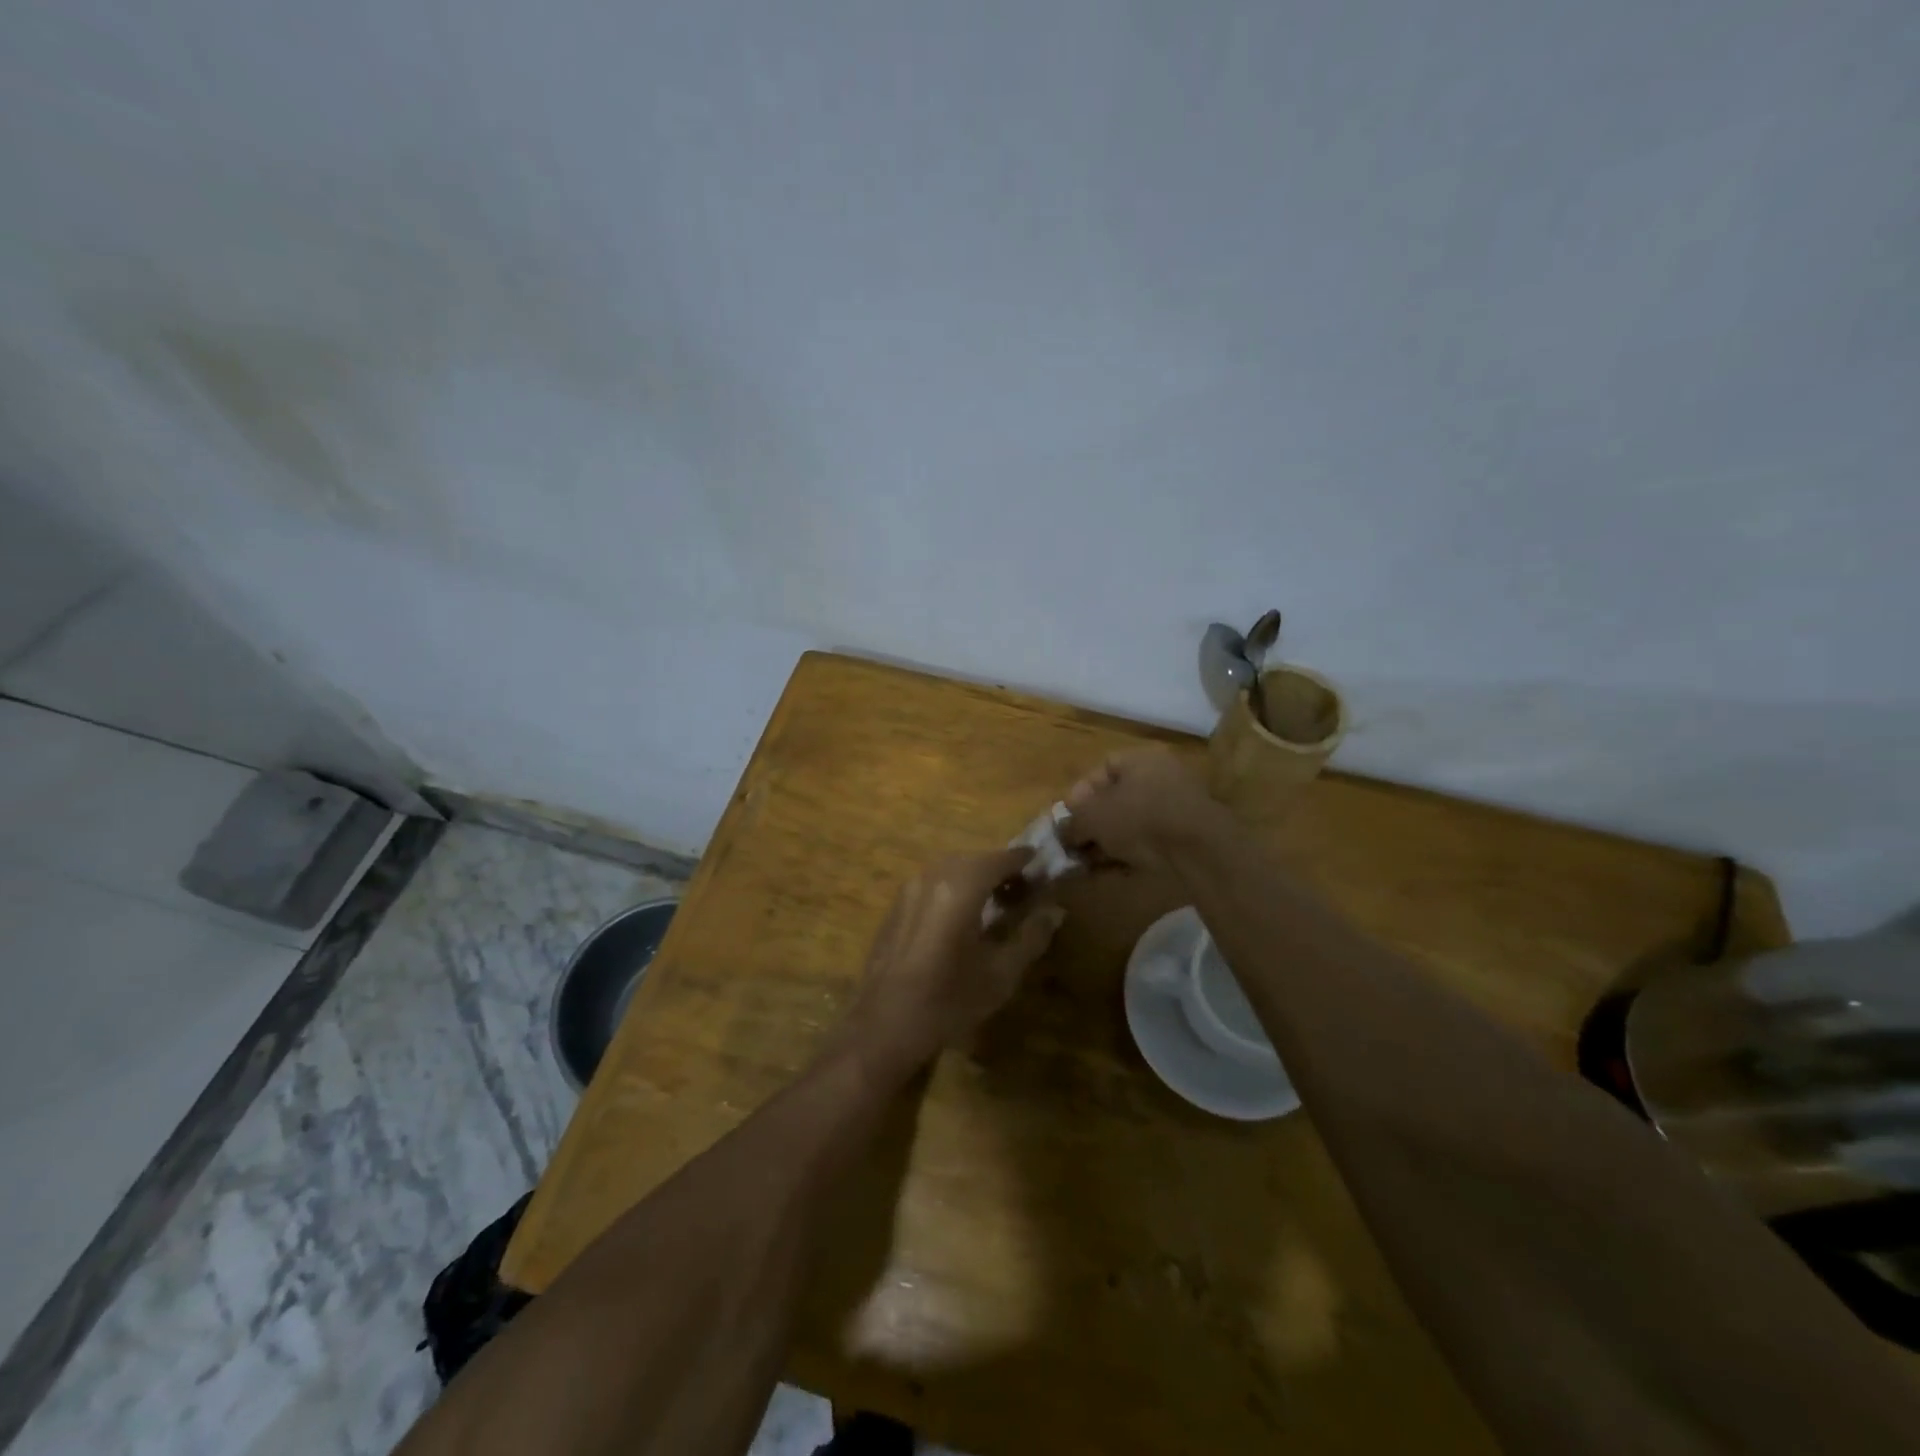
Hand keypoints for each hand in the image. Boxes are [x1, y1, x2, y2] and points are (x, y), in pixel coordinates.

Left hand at [847, 849, 1064, 1071]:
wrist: (884, 1025)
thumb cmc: (949, 1000)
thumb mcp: (1001, 973)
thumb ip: (1031, 936)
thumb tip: (1054, 911)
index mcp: (961, 886)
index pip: (1000, 858)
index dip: (1024, 860)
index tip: (1042, 865)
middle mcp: (933, 876)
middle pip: (974, 860)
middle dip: (1000, 869)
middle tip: (1022, 889)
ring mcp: (909, 889)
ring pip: (950, 870)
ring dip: (975, 878)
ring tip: (995, 903)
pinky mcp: (895, 906)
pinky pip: (931, 885)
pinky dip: (952, 889)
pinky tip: (961, 918)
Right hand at [1060, 747, 1228, 872]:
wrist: (1199, 851)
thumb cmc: (1140, 819)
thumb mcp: (1093, 817)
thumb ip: (1072, 822)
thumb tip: (1062, 832)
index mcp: (1140, 759)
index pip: (1101, 769)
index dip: (1079, 794)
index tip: (1068, 820)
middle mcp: (1161, 776)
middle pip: (1116, 798)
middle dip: (1093, 824)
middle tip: (1077, 846)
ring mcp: (1177, 805)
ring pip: (1132, 822)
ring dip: (1110, 842)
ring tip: (1092, 864)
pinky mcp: (1187, 834)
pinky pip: (1151, 840)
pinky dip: (1132, 853)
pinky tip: (1115, 871)